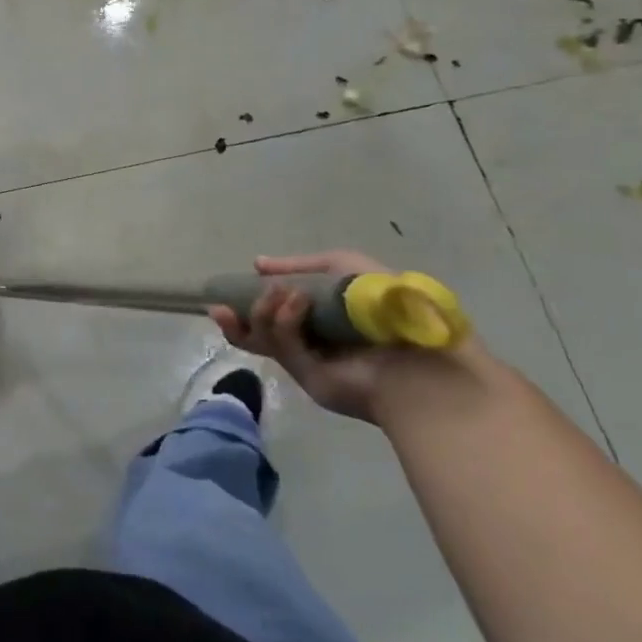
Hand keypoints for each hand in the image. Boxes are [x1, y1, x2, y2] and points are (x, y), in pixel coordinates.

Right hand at [210, 250, 397, 424]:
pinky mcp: (308, 377)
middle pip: (257, 330)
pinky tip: (295, 303)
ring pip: (262, 337)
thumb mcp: (344, 265)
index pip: (274, 309)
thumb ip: (299, 265)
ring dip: (261, 311)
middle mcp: (310, 338)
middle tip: (221, 305)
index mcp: (319, 315)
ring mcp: (307, 360)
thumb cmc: (386, 303)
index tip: (228, 290)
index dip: (249, 299)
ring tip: (279, 294)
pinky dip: (282, 321)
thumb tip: (257, 264)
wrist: (420, 353)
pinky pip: (282, 346)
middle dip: (236, 317)